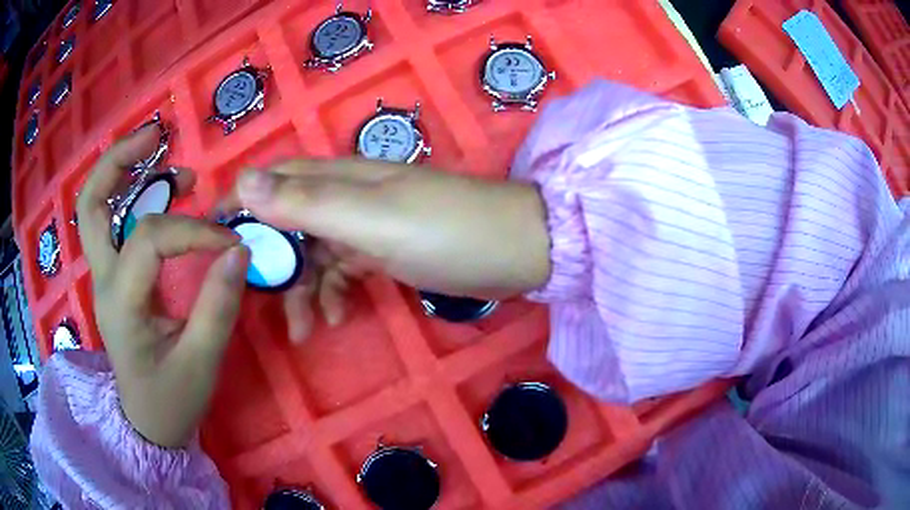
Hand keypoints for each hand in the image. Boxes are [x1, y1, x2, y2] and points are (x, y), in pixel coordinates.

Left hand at [77, 126, 250, 447]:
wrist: (148, 422)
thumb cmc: (171, 399)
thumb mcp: (201, 362)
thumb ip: (218, 306)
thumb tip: (238, 249)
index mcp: (121, 304)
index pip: (151, 239)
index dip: (194, 231)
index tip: (231, 243)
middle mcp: (104, 280)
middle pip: (92, 204)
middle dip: (119, 161)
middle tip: (156, 136)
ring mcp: (104, 277)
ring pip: (96, 208)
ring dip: (125, 172)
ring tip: (163, 155)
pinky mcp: (114, 278)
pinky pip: (114, 224)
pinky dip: (132, 196)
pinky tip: (161, 193)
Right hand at [230, 159, 550, 337]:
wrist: (517, 250)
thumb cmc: (446, 231)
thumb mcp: (371, 218)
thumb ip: (307, 202)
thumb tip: (244, 181)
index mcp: (340, 178)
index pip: (274, 178)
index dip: (241, 201)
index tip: (213, 234)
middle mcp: (348, 196)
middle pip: (289, 221)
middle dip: (271, 261)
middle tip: (257, 299)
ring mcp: (368, 225)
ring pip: (315, 253)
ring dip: (303, 289)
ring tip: (304, 330)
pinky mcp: (387, 251)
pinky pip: (344, 270)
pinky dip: (334, 293)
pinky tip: (335, 318)